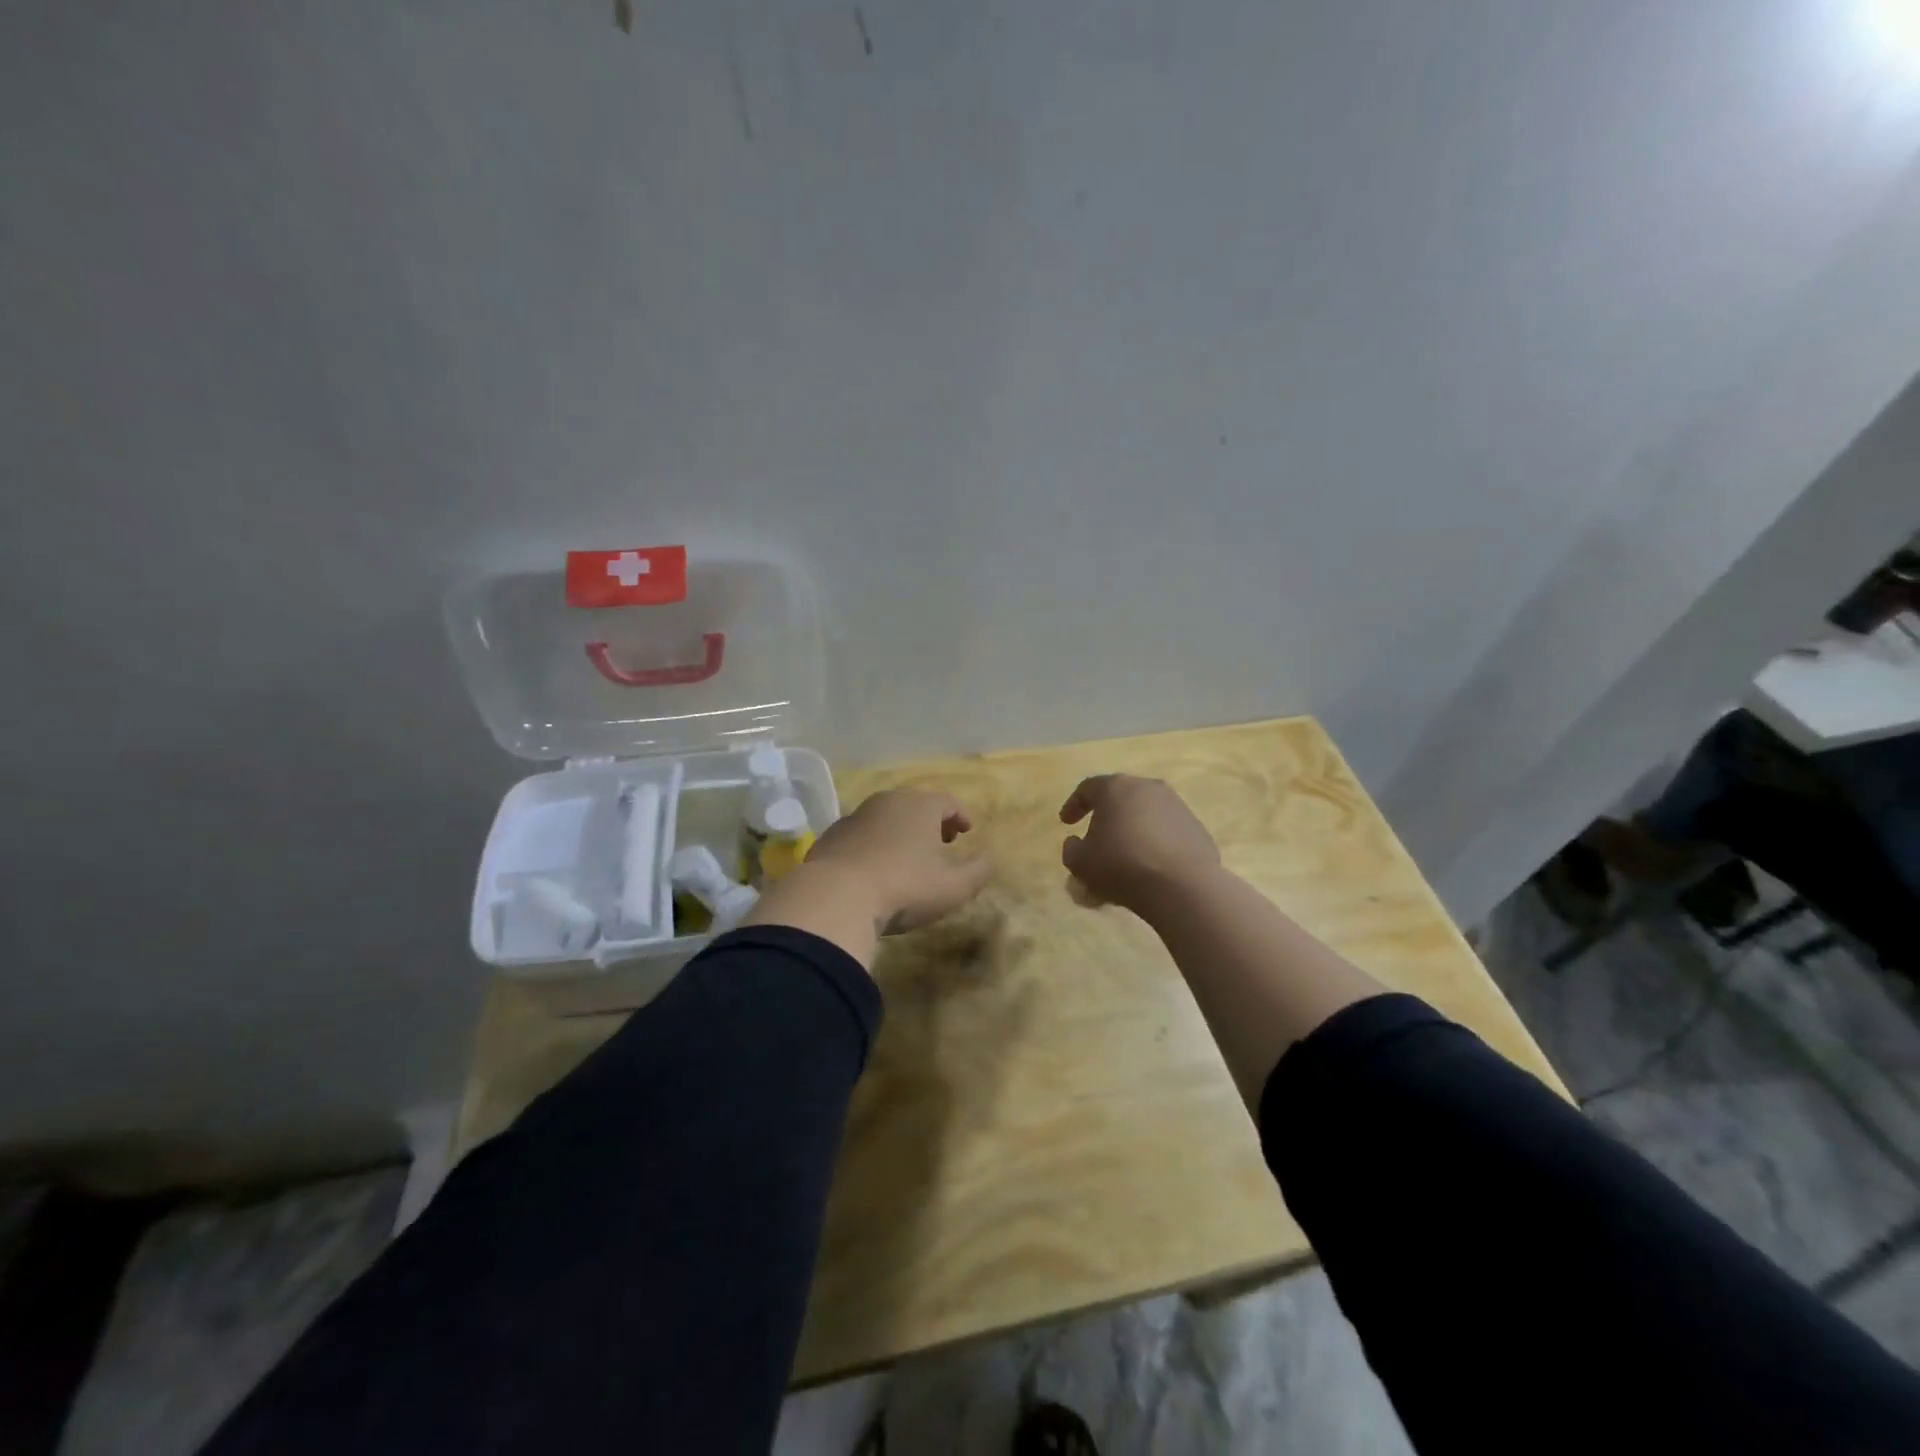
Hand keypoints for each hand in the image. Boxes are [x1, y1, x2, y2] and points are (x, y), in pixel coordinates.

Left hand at [804, 788, 991, 933]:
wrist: (835, 896)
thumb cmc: (904, 886)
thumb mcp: (953, 887)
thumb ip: (977, 872)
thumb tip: (988, 861)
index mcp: (920, 806)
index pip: (948, 801)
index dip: (960, 815)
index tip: (967, 830)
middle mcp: (888, 801)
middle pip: (915, 804)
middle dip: (930, 821)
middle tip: (940, 841)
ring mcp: (855, 816)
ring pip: (886, 817)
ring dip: (900, 832)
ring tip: (907, 856)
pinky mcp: (831, 836)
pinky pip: (861, 835)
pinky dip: (873, 844)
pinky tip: (874, 868)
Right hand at [1059, 774, 1220, 915]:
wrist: (1181, 886)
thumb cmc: (1121, 865)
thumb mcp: (1080, 862)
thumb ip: (1071, 849)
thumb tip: (1076, 843)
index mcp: (1116, 788)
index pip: (1088, 788)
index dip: (1073, 805)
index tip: (1066, 823)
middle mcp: (1148, 788)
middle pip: (1120, 798)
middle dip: (1106, 818)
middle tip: (1097, 839)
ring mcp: (1177, 806)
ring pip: (1146, 815)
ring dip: (1132, 831)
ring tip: (1125, 858)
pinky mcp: (1197, 828)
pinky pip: (1167, 832)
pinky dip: (1155, 844)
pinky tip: (1150, 867)